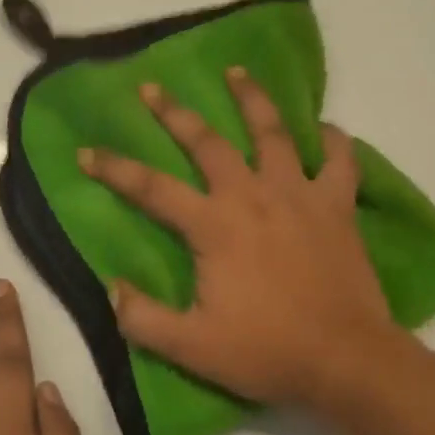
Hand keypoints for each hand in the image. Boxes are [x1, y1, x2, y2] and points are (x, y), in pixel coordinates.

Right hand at [78, 68, 416, 407]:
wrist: (348, 362)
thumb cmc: (267, 351)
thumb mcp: (192, 347)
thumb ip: (143, 319)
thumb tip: (112, 288)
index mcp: (213, 225)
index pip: (151, 188)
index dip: (114, 168)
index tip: (86, 152)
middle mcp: (251, 196)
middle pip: (207, 142)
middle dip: (174, 112)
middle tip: (152, 87)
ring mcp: (298, 195)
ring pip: (273, 132)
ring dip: (252, 99)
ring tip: (237, 72)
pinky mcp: (337, 206)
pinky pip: (339, 161)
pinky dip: (333, 141)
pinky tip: (324, 129)